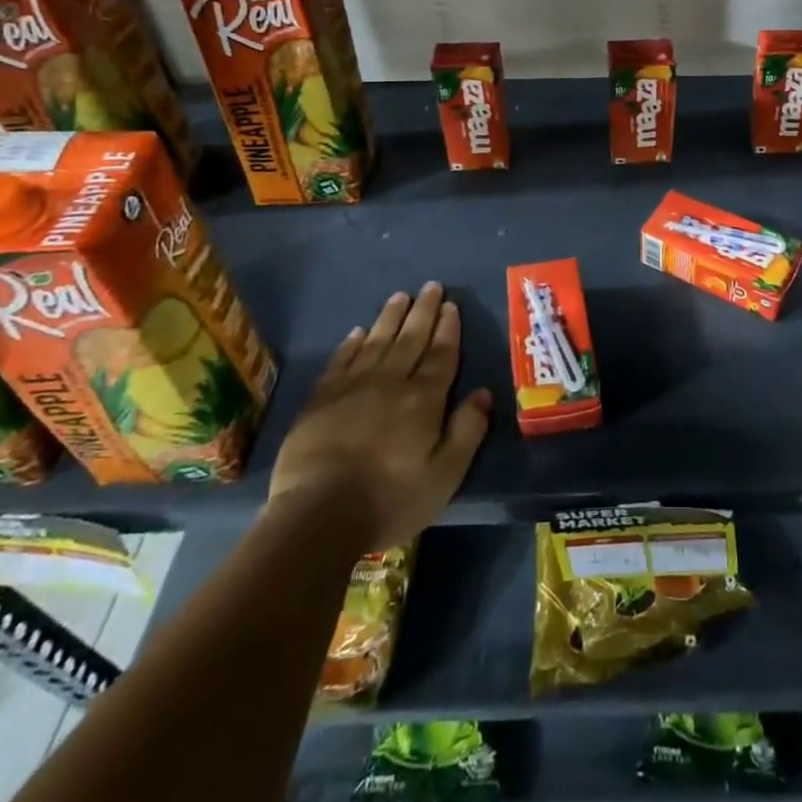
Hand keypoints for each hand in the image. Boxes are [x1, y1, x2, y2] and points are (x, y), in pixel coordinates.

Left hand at [267, 282, 491, 548]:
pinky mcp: (320, 400)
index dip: (447, 329)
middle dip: (423, 311)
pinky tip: (357, 332)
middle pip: (410, 339)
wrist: (317, 516)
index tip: (451, 305)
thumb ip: (467, 431)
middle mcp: (390, 382)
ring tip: (400, 296)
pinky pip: (340, 361)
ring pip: (376, 342)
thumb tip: (483, 393)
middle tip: (431, 285)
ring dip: (390, 318)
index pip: (440, 355)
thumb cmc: (390, 499)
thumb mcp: (445, 475)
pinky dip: (350, 344)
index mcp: (423, 399)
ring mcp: (352, 388)